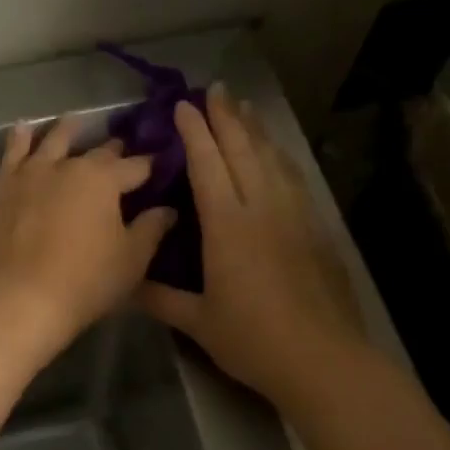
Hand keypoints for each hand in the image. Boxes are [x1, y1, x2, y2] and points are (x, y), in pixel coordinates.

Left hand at [0, 116, 174, 356]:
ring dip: (67, 130)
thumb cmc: (84, 282)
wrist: (18, 298)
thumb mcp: (131, 260)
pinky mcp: (2, 188)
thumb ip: (151, 229)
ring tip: (75, 121)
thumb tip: (167, 209)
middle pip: (96, 152)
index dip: (151, 166)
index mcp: (104, 179)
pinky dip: (20, 138)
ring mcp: (31, 173)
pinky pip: (12, 154)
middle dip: (113, 151)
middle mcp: (68, 166)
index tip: (161, 164)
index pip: (136, 166)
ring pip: (52, 142)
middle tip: (121, 148)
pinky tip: (23, 128)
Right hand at [138, 86, 364, 403]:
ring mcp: (295, 216)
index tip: (183, 105)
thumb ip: (160, 298)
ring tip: (246, 108)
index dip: (194, 132)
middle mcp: (263, 208)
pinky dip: (280, 157)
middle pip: (244, 150)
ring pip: (273, 159)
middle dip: (227, 117)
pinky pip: (294, 179)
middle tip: (216, 89)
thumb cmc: (253, 339)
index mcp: (228, 225)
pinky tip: (277, 154)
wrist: (323, 359)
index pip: (207, 165)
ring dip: (257, 130)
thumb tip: (126, 284)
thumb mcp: (197, 321)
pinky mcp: (316, 229)